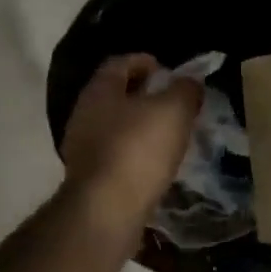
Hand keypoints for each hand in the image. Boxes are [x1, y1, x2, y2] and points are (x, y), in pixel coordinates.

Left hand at [60, 54, 202, 230]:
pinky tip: (153, 164)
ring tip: (167, 134)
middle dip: (143, 95)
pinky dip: (133, 152)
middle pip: (114, 94)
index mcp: (99, 90)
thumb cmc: (138, 149)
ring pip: (113, 126)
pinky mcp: (88, 178)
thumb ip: (184, 90)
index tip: (167, 70)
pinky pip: (114, 154)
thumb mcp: (174, 110)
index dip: (144, 61)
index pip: (119, 63)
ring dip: (138, 126)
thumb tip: (189, 82)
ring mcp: (81, 148)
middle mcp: (83, 114)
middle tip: (172, 102)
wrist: (106, 210)